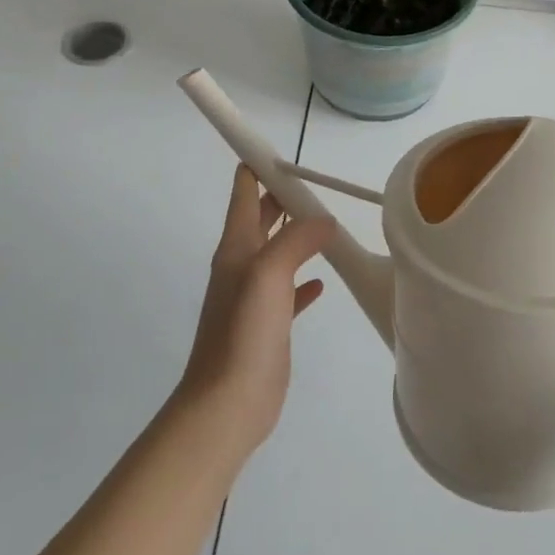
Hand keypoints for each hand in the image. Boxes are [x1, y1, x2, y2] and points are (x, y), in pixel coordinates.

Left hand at [175, 165, 335, 454]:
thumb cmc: (243, 332)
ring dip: (297, 235)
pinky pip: (289, 291)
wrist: (227, 403)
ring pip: (278, 252)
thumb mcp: (269, 274)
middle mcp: (242, 266)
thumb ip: (297, 240)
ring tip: (326, 222)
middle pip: (261, 219)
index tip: (283, 151)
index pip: (243, 193)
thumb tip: (324, 220)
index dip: (257, 167)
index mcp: (236, 248)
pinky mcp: (269, 324)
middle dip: (282, 197)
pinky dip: (305, 279)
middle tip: (314, 183)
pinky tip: (323, 280)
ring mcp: (254, 297)